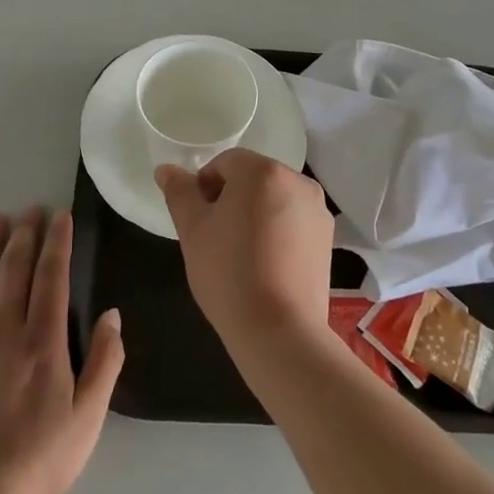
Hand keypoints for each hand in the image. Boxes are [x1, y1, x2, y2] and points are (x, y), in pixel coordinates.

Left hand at [0, 208, 123, 493]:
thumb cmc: (39, 462)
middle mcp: (3, 331)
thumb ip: (105, 362)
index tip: (61, 216)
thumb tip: (112, 314)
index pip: (52, 276)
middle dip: (25, 234)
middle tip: (31, 209)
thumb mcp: (89, 417)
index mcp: (43, 341)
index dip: (58, 242)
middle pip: (15, 269)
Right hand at [155, 149, 334, 350]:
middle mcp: (297, 181)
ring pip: (274, 199)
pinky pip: (293, 221)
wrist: (279, 330)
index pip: (225, 163)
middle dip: (231, 199)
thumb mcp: (192, 230)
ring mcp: (317, 210)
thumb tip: (166, 169)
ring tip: (240, 254)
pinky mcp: (327, 237)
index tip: (198, 221)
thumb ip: (179, 192)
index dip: (204, 187)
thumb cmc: (228, 273)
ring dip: (254, 214)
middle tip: (215, 238)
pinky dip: (276, 231)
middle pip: (253, 178)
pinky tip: (265, 264)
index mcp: (263, 171)